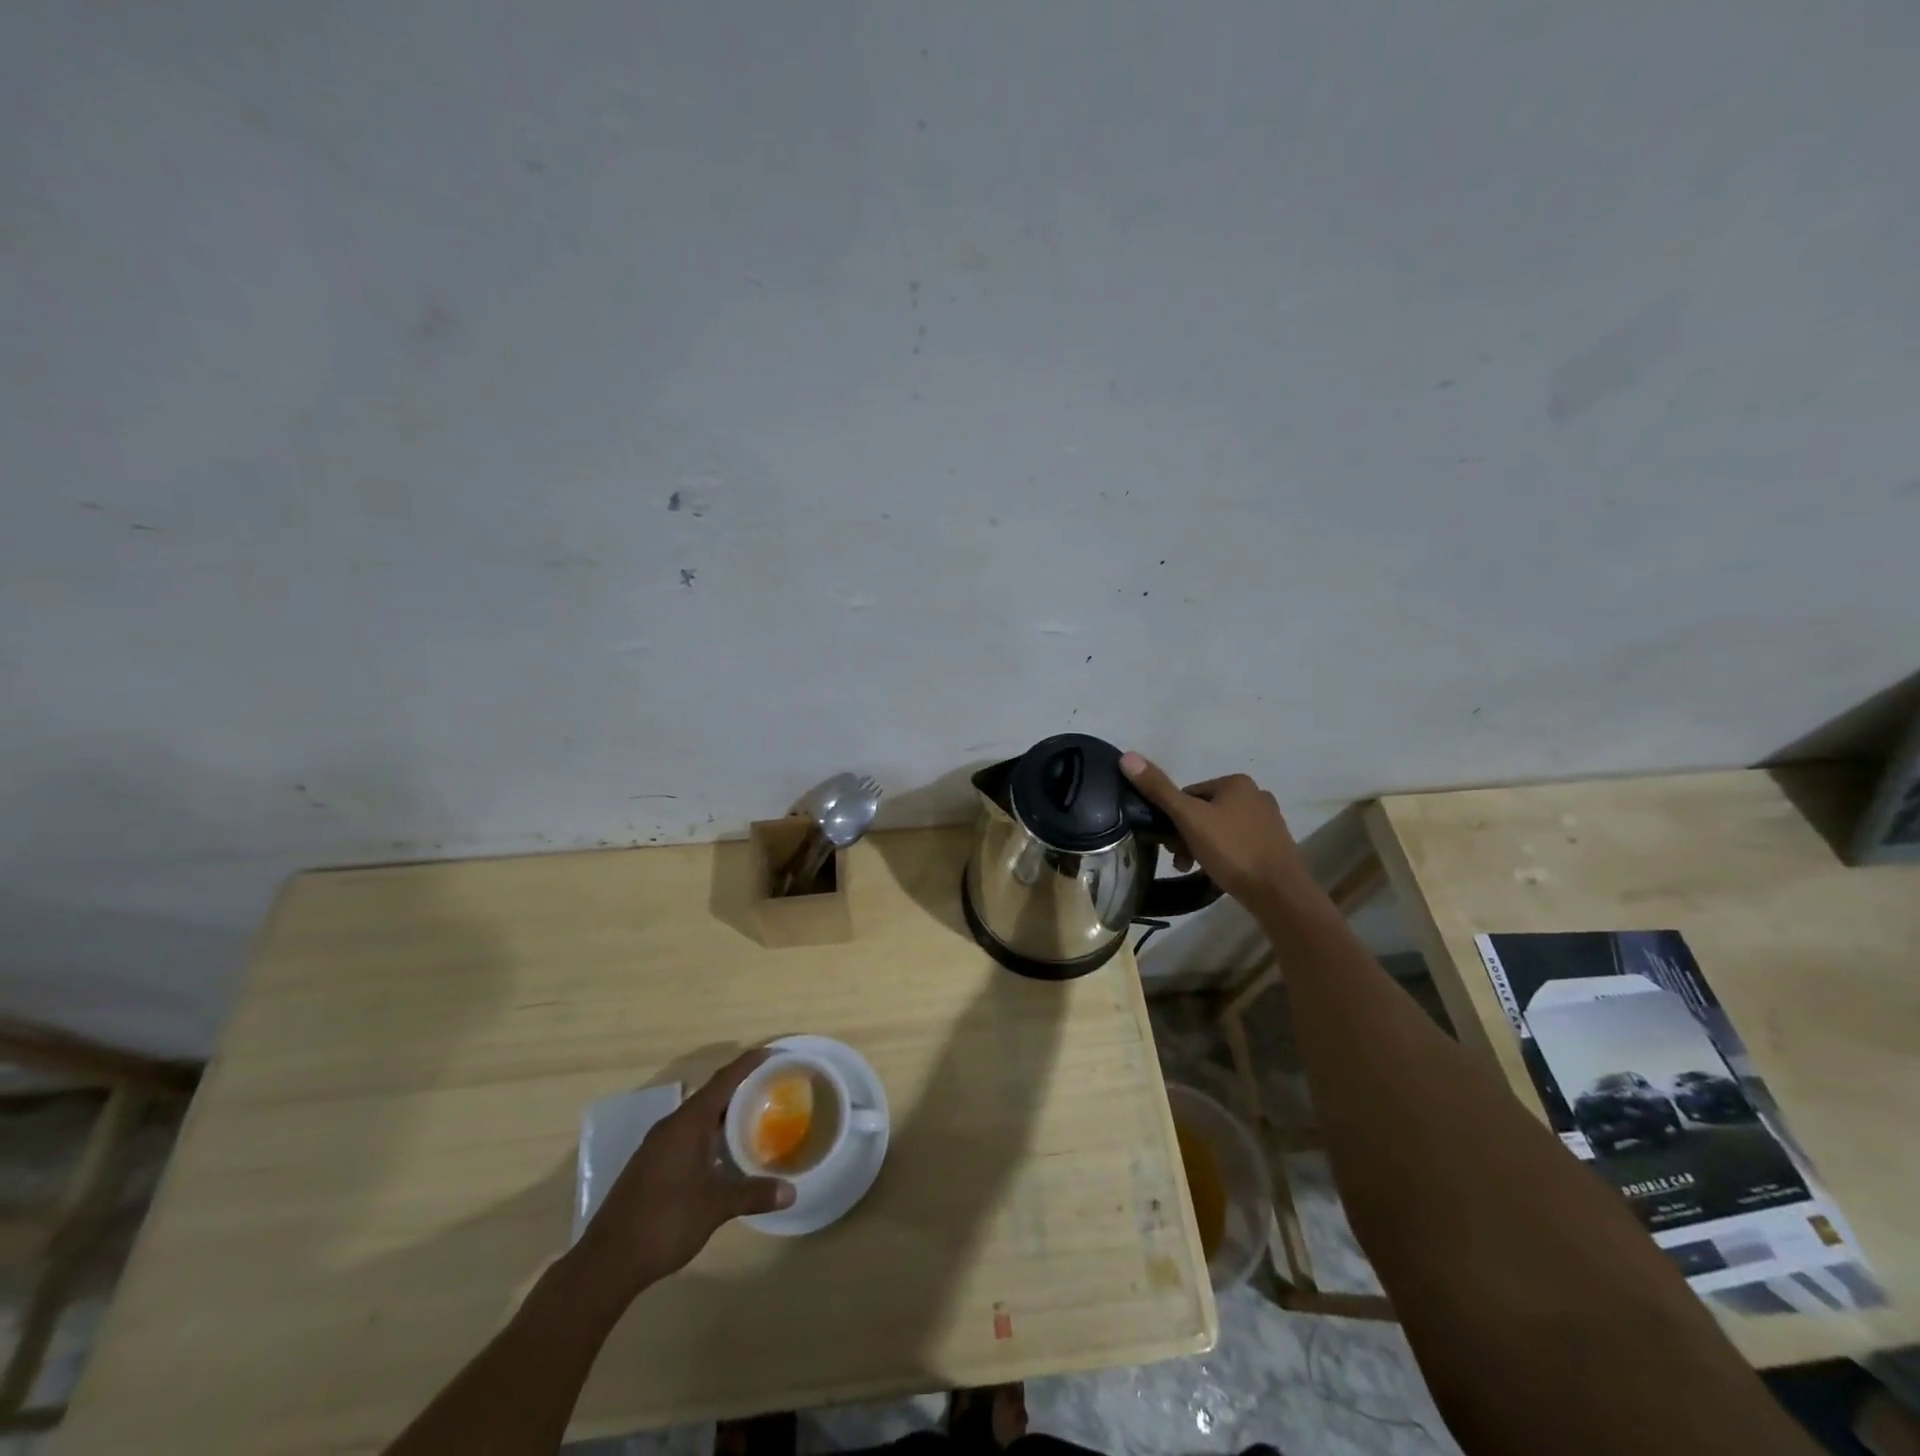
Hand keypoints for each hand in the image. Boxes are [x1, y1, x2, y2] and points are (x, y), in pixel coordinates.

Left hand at [578, 1049, 793, 1298]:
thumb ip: (753, 1194)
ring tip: (754, 1115)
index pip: (723, 1081)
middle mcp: (671, 1126)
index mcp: (687, 1123)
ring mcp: (657, 1146)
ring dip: (724, 1113)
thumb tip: (792, 1192)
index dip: (748, 1064)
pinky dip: (710, 1133)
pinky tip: (724, 1151)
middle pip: (711, 1095)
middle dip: (740, 1087)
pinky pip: (687, 1135)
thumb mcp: (715, 1207)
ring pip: (697, 1117)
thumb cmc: (665, 1221)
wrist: (607, 1262)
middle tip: (771, 1085)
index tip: (773, 1052)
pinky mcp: (650, 1165)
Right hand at [1119, 754, 1309, 911]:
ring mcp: (1267, 821)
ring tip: (1194, 869)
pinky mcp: (1273, 845)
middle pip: (1203, 812)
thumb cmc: (1232, 850)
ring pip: (1218, 829)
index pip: (1187, 794)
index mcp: (1236, 782)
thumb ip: (1159, 789)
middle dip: (1186, 834)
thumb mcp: (1189, 818)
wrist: (1279, 894)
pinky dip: (1222, 855)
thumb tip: (1127, 756)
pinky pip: (1236, 844)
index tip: (1169, 843)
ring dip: (1201, 846)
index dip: (1173, 819)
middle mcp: (1255, 795)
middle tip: (1180, 859)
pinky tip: (1217, 872)